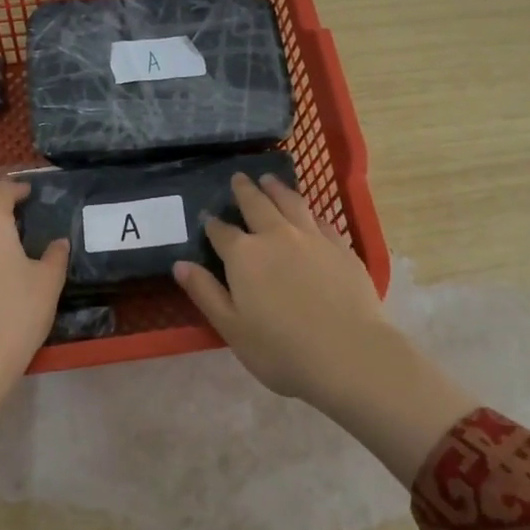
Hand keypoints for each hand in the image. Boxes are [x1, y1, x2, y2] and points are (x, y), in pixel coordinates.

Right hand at [173, 173, 476, 482]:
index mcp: (244, 255)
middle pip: (256, 204)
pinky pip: (321, 219)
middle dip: (244, 190)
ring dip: (276, 189)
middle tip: (238, 177)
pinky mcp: (340, 246)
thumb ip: (205, 293)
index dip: (212, 224)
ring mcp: (311, 237)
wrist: (348, 353)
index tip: (207, 217)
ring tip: (269, 179)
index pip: (222, 232)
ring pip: (290, 202)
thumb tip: (180, 264)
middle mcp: (276, 236)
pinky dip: (309, 211)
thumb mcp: (231, 327)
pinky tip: (309, 213)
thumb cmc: (281, 349)